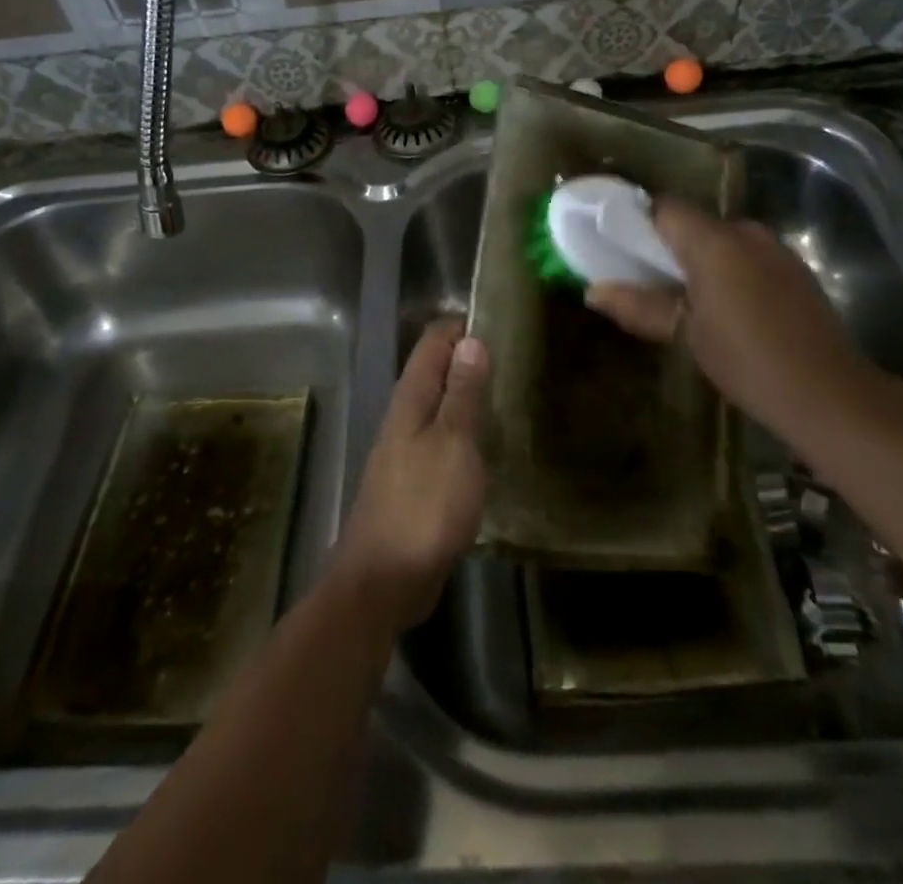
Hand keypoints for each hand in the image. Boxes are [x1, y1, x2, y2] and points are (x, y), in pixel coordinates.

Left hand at [329, 318, 487, 634]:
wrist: (384, 580)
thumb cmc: (423, 506)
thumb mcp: (453, 444)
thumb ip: (462, 393)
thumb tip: (470, 340)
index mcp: (411, 398)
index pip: (433, 342)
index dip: (463, 326)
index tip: (503, 324)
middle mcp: (405, 416)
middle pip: (436, 371)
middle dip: (470, 358)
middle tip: (518, 358)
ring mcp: (407, 450)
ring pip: (440, 406)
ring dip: (469, 396)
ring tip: (512, 394)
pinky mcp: (416, 481)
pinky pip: (443, 440)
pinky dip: (466, 432)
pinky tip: (492, 445)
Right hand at [584, 201, 872, 429]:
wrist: (828, 393)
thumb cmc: (745, 359)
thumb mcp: (684, 335)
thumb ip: (638, 306)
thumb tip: (592, 292)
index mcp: (714, 241)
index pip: (666, 207)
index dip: (641, 222)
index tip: (623, 248)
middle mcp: (746, 232)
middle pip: (695, 223)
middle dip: (671, 247)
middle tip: (650, 281)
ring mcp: (776, 250)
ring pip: (724, 241)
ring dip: (702, 261)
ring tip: (687, 300)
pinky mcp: (796, 272)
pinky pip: (749, 258)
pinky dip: (731, 272)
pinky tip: (729, 310)